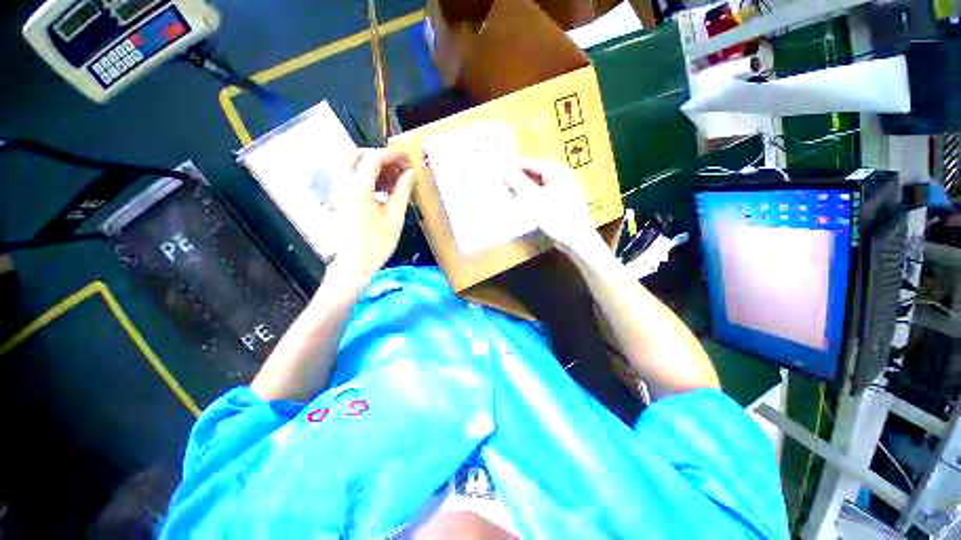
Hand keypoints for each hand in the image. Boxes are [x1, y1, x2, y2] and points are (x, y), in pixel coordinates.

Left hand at [329, 150, 413, 283]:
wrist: (353, 264)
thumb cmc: (376, 244)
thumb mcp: (394, 218)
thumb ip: (402, 192)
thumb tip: (410, 174)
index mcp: (357, 188)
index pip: (373, 158)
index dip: (392, 155)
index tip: (408, 158)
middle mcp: (343, 185)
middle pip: (357, 156)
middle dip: (380, 158)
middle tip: (399, 168)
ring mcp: (339, 192)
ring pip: (354, 167)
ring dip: (375, 168)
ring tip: (395, 181)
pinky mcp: (340, 199)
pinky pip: (353, 179)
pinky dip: (368, 179)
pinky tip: (384, 192)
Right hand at [506, 160, 598, 254]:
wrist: (577, 239)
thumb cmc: (557, 216)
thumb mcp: (535, 199)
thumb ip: (519, 183)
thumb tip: (504, 169)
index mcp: (557, 171)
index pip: (530, 163)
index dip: (513, 167)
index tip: (498, 172)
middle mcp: (560, 176)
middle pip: (534, 174)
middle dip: (518, 179)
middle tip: (501, 185)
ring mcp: (562, 190)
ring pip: (537, 185)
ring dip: (523, 189)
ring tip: (508, 195)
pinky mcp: (560, 203)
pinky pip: (542, 195)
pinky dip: (531, 198)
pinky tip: (522, 204)